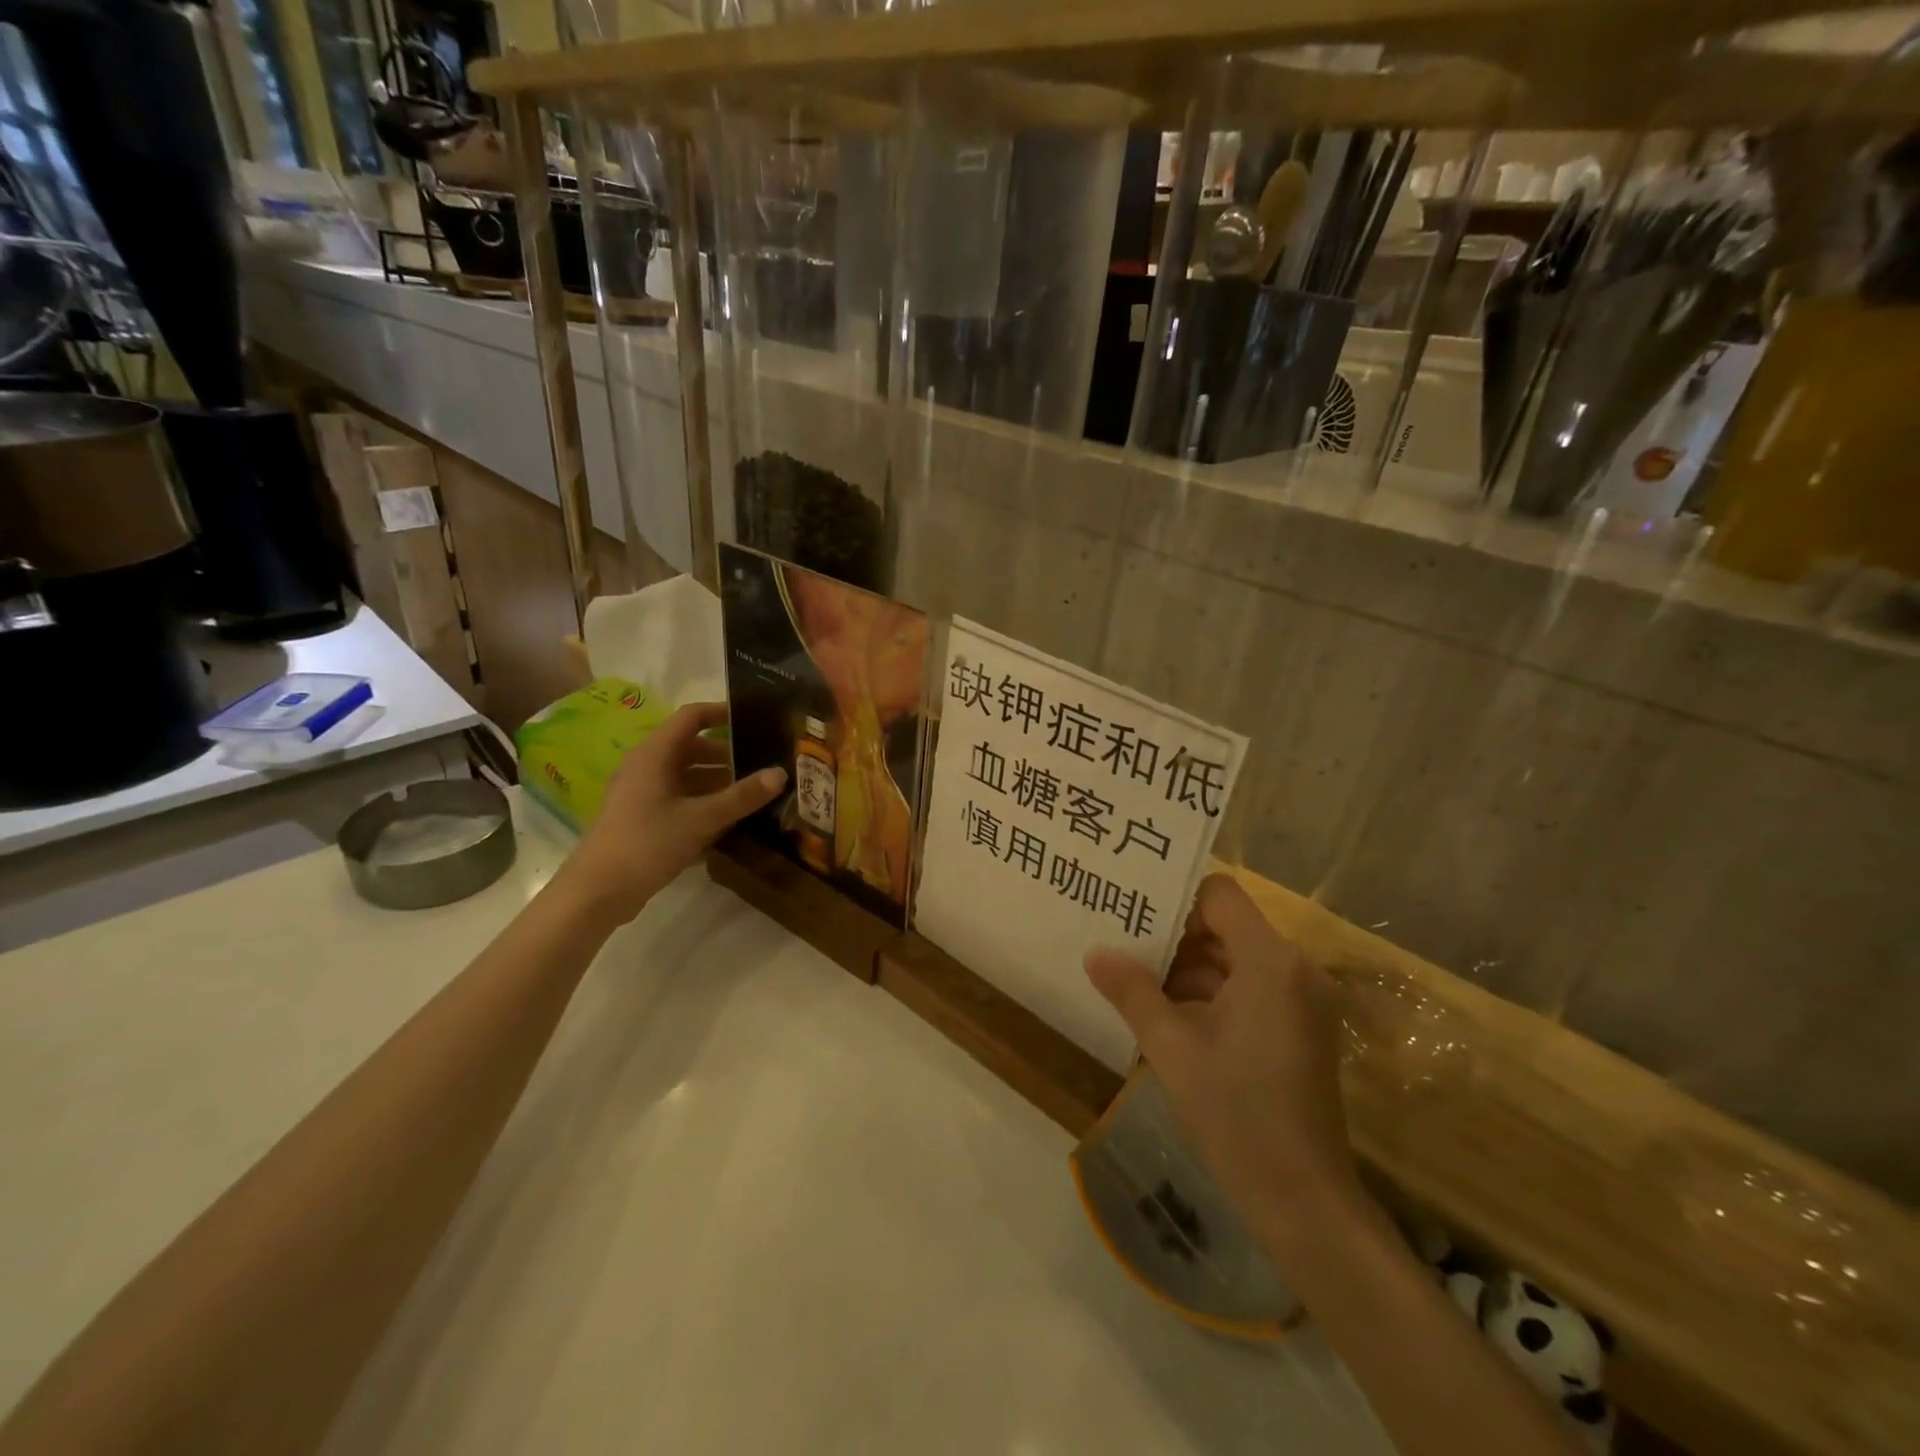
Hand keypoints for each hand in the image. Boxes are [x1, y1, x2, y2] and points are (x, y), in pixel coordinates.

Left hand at [560, 702, 785, 924]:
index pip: (692, 717)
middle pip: (692, 747)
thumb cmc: (647, 844)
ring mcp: (643, 792)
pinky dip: (705, 800)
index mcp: (655, 754)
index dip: (723, 713)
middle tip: (764, 761)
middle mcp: (647, 766)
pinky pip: (680, 797)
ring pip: (687, 775)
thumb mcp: (701, 819)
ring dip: (718, 780)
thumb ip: (742, 796)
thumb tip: (780, 773)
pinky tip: (730, 817)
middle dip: (728, 753)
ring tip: (754, 791)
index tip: (756, 719)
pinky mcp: (643, 816)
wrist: (597, 891)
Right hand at [1084, 873, 1362, 1245]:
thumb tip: (1095, 953)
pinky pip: (1250, 990)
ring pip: (1235, 961)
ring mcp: (1302, 1002)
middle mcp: (1295, 970)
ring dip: (1188, 970)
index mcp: (1271, 962)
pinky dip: (1211, 995)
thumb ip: (1131, 991)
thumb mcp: (1171, 1048)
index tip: (1134, 914)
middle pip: (1227, 927)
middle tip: (1122, 943)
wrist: (1303, 1202)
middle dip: (1175, 937)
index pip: (1220, 894)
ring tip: (1134, 980)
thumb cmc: (1235, 1114)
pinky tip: (1167, 1016)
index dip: (1176, 898)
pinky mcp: (1301, 1030)